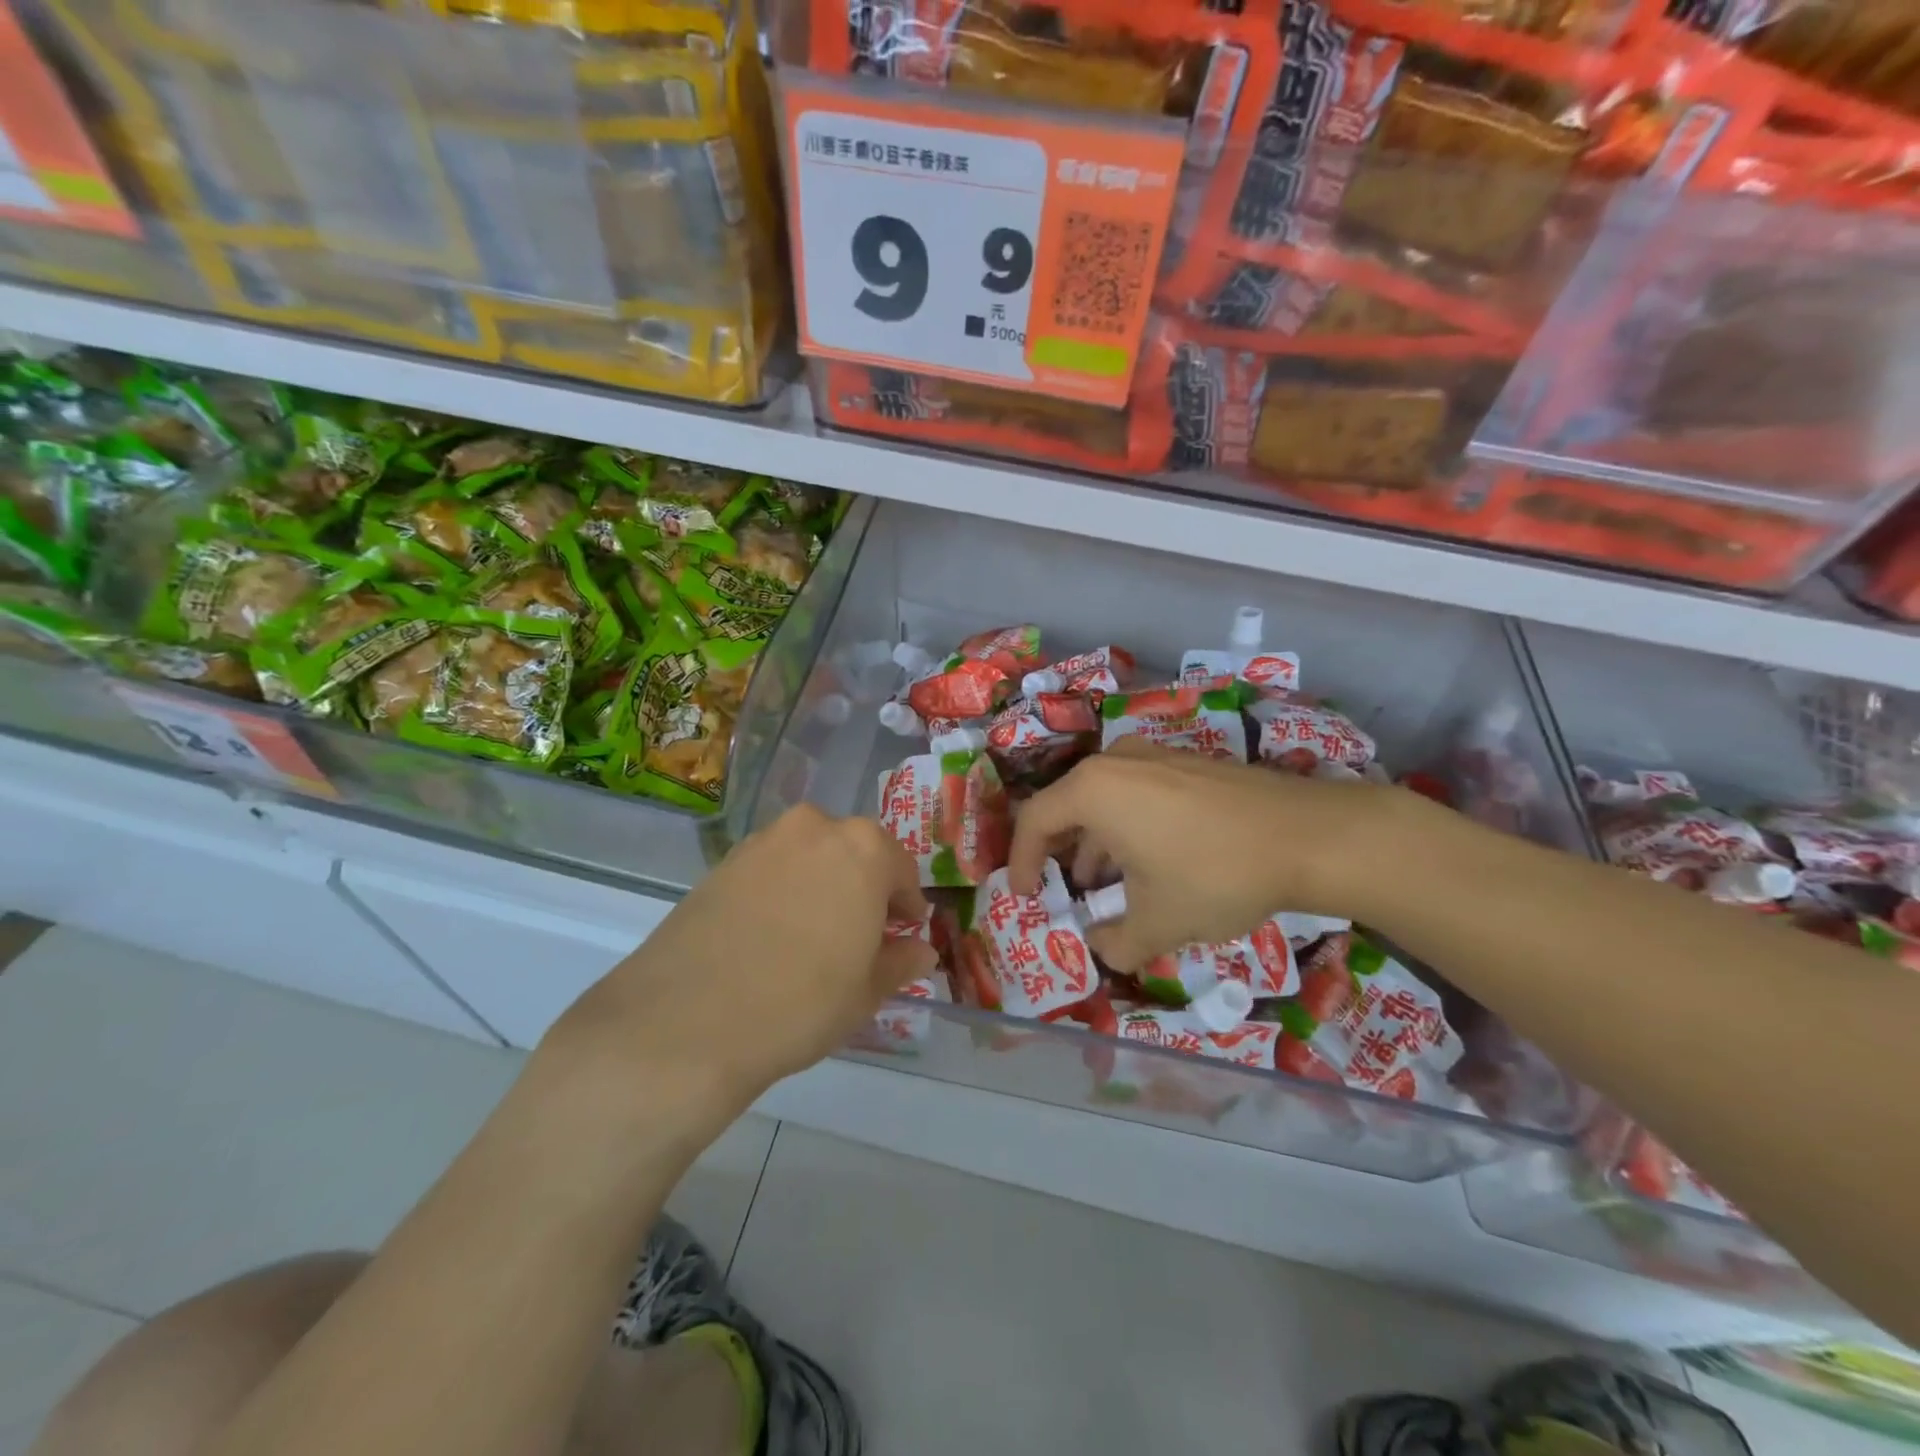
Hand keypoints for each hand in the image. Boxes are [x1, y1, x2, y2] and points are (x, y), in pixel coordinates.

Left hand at [547, 805, 933, 1110]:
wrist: (687, 1020)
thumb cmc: (802, 1002)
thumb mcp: (866, 991)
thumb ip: (900, 962)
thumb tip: (920, 950)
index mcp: (863, 848)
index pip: (900, 868)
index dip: (906, 903)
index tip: (904, 932)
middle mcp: (814, 828)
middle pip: (853, 852)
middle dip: (863, 887)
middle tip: (861, 934)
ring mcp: (762, 841)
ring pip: (809, 857)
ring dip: (821, 884)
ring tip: (813, 935)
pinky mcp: (721, 863)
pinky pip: (770, 869)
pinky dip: (781, 891)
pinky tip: (771, 935)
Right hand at [1007, 739, 1406, 971]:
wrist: (1309, 836)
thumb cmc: (1215, 874)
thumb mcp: (1158, 923)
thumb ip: (1115, 943)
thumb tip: (1100, 948)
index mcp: (1094, 790)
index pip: (1034, 821)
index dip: (1021, 862)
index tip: (1027, 897)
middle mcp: (1117, 762)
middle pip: (1068, 806)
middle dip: (1062, 854)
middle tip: (1065, 892)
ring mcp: (1156, 757)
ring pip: (1106, 800)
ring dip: (1098, 844)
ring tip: (1110, 887)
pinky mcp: (1189, 764)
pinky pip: (1138, 794)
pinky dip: (1129, 828)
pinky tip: (1153, 864)